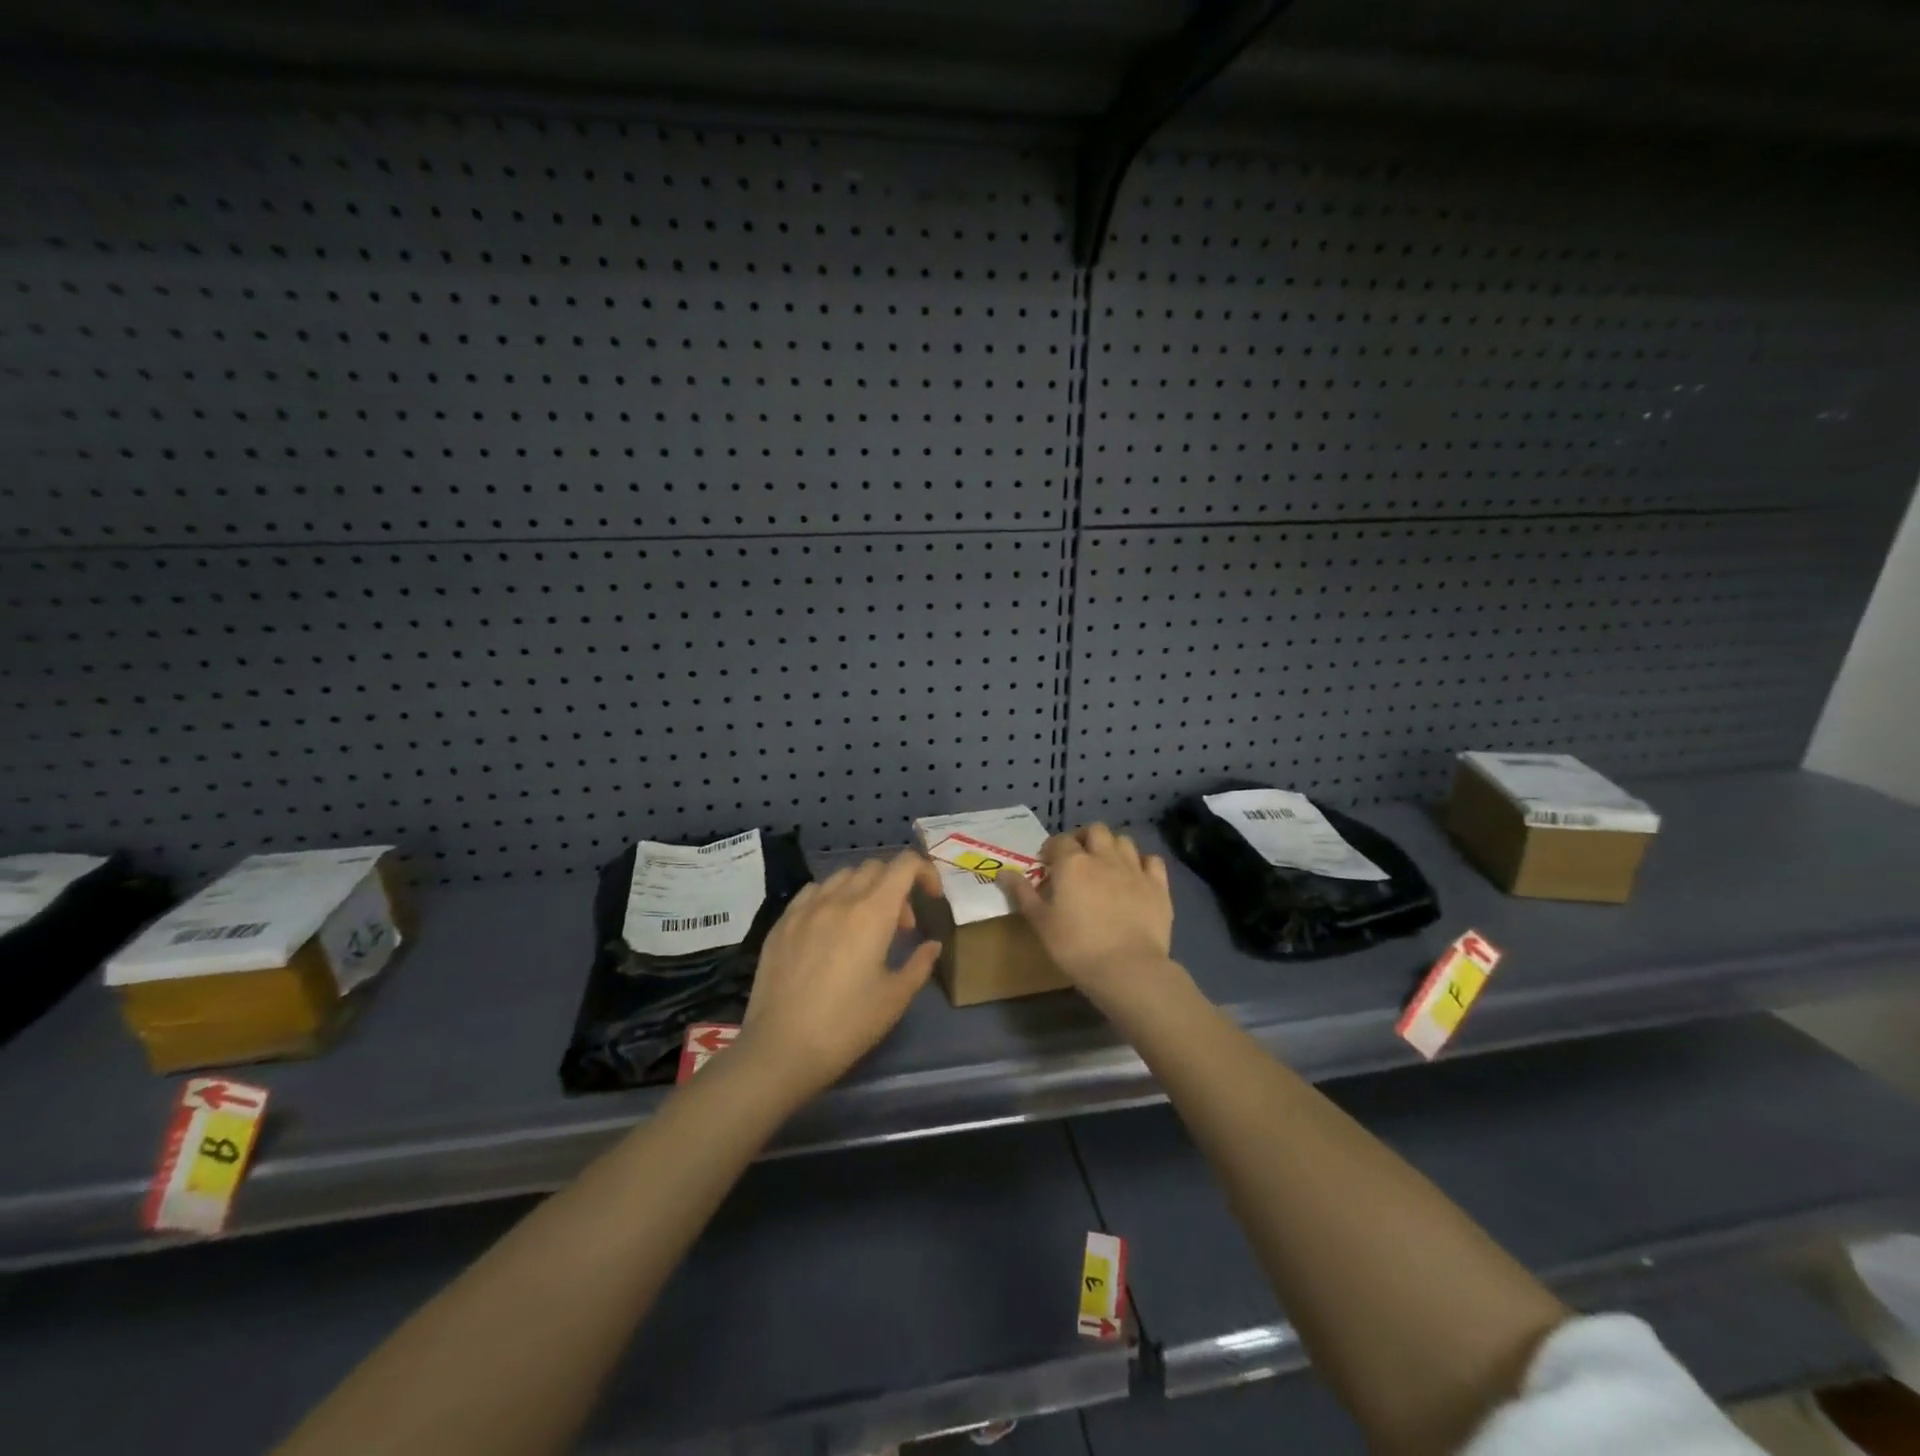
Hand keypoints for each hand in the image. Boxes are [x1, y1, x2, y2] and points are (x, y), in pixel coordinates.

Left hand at [737, 851, 942, 1101]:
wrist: (781, 1048)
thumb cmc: (847, 1025)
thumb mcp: (895, 998)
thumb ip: (920, 964)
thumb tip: (932, 945)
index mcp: (873, 912)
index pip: (905, 864)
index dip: (925, 872)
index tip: (932, 898)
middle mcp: (840, 899)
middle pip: (875, 867)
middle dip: (897, 886)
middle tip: (900, 926)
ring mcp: (806, 907)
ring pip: (843, 875)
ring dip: (864, 889)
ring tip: (865, 925)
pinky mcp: (782, 922)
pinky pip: (813, 891)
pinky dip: (832, 897)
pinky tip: (830, 928)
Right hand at [1000, 825, 1177, 1006]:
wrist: (1127, 968)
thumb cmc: (1076, 946)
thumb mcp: (1041, 922)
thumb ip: (1022, 893)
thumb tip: (1002, 872)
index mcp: (1072, 863)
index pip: (1059, 841)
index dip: (1051, 849)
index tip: (1047, 865)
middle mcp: (1104, 857)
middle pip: (1095, 830)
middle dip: (1084, 838)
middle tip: (1077, 859)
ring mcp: (1134, 868)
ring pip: (1123, 840)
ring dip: (1112, 847)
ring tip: (1105, 866)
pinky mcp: (1158, 885)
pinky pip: (1151, 860)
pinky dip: (1142, 863)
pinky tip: (1135, 877)